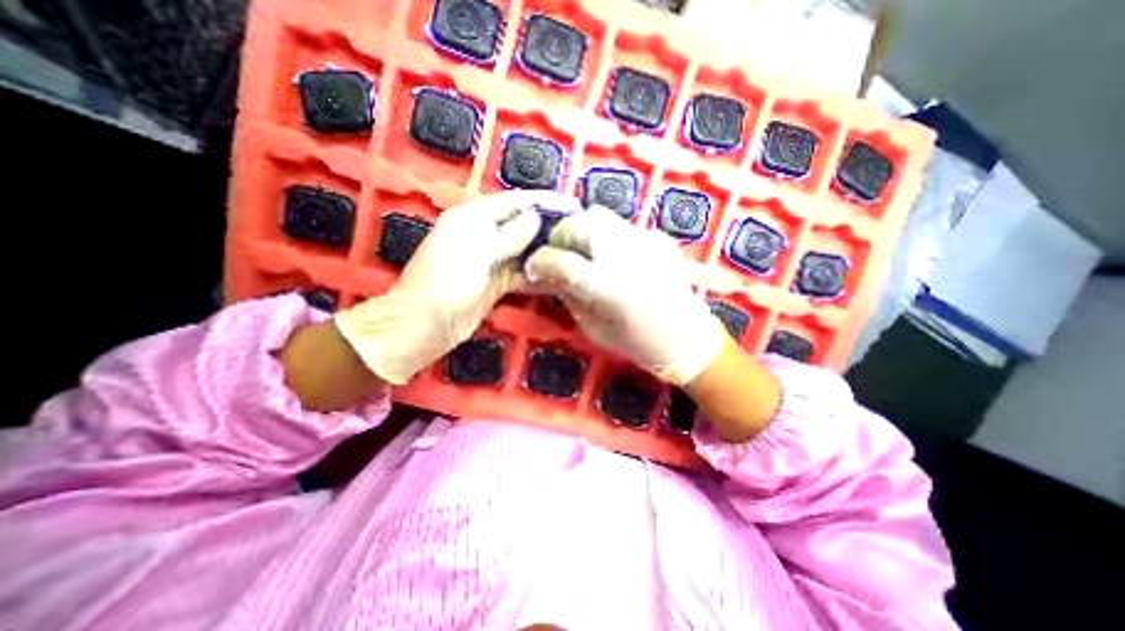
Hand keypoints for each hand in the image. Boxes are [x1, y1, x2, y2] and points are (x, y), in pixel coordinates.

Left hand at [332, 189, 578, 382]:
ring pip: (524, 250)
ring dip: (546, 252)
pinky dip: (538, 275)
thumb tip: (535, 218)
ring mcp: (491, 259)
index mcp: (473, 217)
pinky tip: (559, 277)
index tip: (573, 205)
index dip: (544, 201)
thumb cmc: (446, 284)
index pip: (515, 202)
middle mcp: (484, 234)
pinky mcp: (496, 282)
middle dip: (549, 227)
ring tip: (576, 253)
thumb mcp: (478, 255)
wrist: (425, 325)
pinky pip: (522, 273)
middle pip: (523, 225)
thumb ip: (509, 236)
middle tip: (580, 232)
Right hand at [524, 207, 725, 383]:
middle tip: (560, 254)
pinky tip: (615, 257)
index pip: (560, 261)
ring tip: (585, 251)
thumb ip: (568, 295)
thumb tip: (547, 274)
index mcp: (606, 286)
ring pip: (600, 215)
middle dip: (560, 236)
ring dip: (583, 230)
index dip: (540, 262)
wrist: (685, 336)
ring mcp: (644, 240)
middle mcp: (624, 254)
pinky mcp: (657, 237)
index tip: (534, 268)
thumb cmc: (636, 341)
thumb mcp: (593, 327)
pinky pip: (622, 226)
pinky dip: (608, 237)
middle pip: (578, 224)